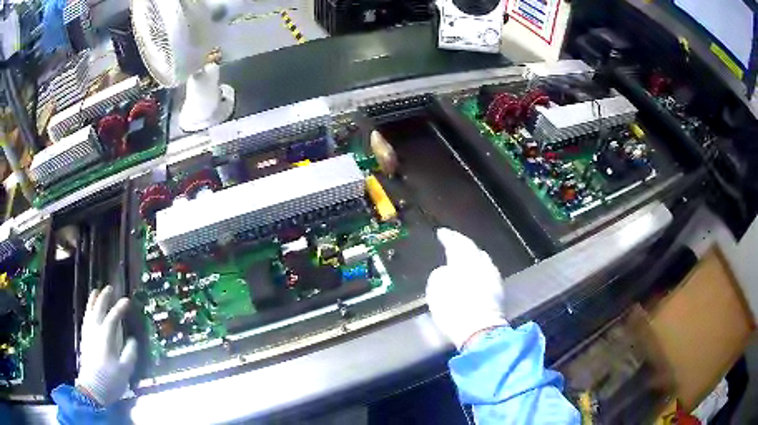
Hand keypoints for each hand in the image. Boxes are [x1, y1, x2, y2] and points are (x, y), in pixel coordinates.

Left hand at [75, 286, 137, 406]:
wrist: (92, 389)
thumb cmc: (110, 380)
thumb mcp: (125, 370)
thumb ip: (130, 354)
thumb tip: (132, 340)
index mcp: (106, 337)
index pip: (113, 317)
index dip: (120, 308)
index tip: (127, 300)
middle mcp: (95, 331)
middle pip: (98, 310)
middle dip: (104, 298)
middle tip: (109, 288)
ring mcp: (87, 334)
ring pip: (89, 312)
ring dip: (93, 301)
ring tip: (96, 291)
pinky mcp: (84, 339)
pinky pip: (85, 318)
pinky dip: (88, 310)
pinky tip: (89, 311)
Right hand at [426, 229, 508, 349]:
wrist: (479, 330)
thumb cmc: (453, 310)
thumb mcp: (436, 291)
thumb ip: (440, 275)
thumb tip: (447, 271)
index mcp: (463, 262)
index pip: (456, 243)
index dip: (448, 237)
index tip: (441, 232)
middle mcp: (480, 264)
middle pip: (472, 247)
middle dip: (462, 242)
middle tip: (453, 239)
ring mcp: (492, 275)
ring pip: (482, 258)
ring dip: (473, 253)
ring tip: (466, 253)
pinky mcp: (499, 288)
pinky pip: (488, 269)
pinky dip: (481, 266)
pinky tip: (478, 270)